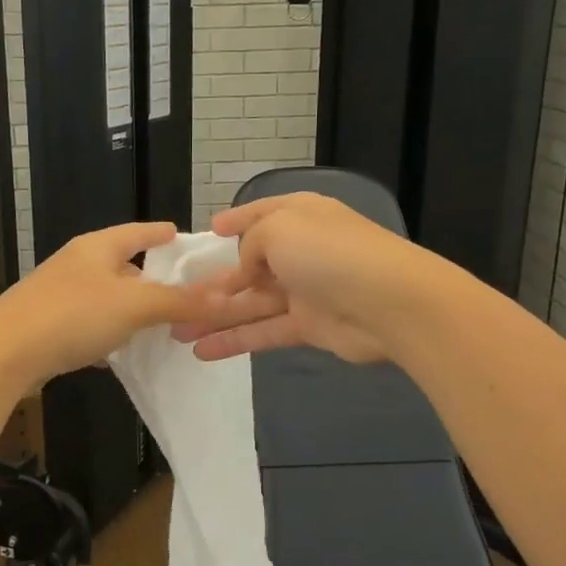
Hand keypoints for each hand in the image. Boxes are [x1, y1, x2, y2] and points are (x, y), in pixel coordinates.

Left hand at [0, 222, 210, 388]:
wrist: (3, 353)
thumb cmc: (72, 315)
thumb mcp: (133, 305)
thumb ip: (179, 301)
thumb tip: (226, 296)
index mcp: (98, 246)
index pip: (140, 231)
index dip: (165, 234)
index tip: (186, 240)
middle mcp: (78, 264)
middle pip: (124, 265)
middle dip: (154, 279)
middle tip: (186, 294)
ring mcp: (60, 293)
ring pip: (108, 297)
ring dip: (132, 310)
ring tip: (162, 326)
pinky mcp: (50, 324)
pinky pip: (90, 323)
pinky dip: (110, 333)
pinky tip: (123, 351)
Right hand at [173, 193, 436, 363]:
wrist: (390, 303)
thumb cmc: (329, 253)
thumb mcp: (279, 228)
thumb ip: (250, 244)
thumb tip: (247, 268)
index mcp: (297, 215)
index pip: (259, 214)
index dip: (233, 222)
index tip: (207, 233)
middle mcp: (300, 250)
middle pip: (249, 265)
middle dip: (213, 282)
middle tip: (175, 298)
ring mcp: (305, 290)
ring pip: (251, 302)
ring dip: (215, 316)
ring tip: (177, 331)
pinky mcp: (309, 326)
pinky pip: (264, 330)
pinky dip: (234, 340)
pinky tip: (203, 351)